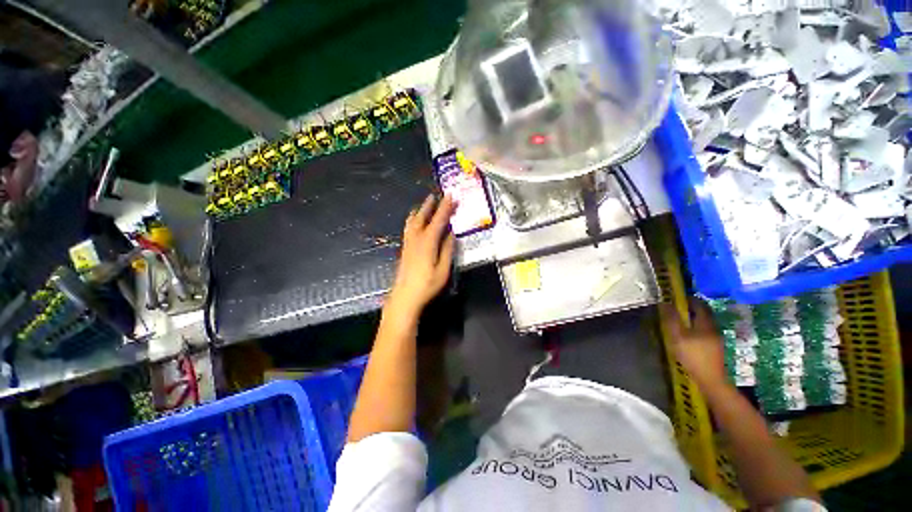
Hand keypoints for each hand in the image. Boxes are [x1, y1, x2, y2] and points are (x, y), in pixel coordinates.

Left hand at [387, 194, 455, 316]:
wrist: (405, 296)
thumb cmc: (427, 285)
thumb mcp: (443, 269)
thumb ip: (448, 250)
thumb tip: (452, 234)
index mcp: (428, 242)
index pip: (438, 220)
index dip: (445, 208)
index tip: (451, 196)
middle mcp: (416, 239)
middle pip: (423, 217)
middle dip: (430, 205)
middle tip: (436, 195)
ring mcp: (408, 243)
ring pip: (413, 221)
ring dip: (420, 211)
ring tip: (424, 204)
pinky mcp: (405, 249)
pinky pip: (409, 228)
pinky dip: (413, 219)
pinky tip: (414, 221)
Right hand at [659, 298, 727, 391]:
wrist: (711, 379)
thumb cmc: (693, 355)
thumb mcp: (677, 336)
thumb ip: (671, 319)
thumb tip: (664, 302)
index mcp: (705, 322)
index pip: (699, 304)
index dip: (688, 299)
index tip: (675, 298)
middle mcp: (713, 327)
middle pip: (703, 312)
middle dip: (691, 308)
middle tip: (676, 308)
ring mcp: (716, 337)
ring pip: (705, 322)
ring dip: (694, 318)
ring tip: (680, 320)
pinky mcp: (716, 346)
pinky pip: (706, 330)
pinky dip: (697, 327)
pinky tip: (689, 334)